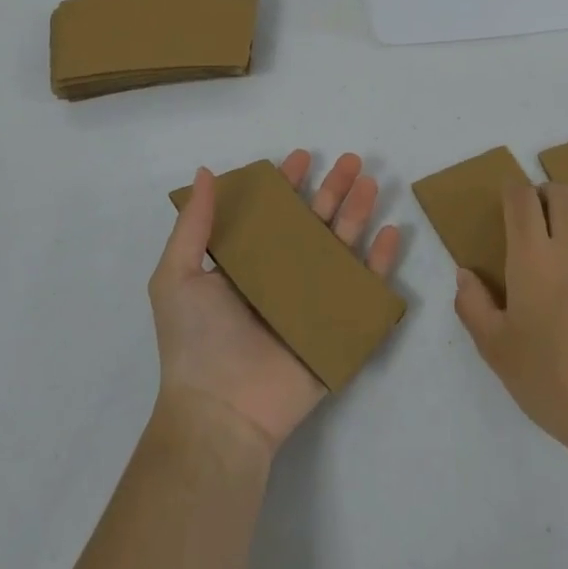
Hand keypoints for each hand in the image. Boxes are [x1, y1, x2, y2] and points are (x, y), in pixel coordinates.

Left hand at [151, 151, 402, 453]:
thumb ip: (194, 224)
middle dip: (333, 190)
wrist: (221, 412)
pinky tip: (390, 233)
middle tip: (351, 161)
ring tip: (370, 184)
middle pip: (315, 223)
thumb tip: (206, 171)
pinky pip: (364, 289)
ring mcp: (313, 301)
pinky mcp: (337, 328)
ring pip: (343, 247)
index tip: (302, 156)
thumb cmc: (196, 341)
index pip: (274, 214)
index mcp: (248, 263)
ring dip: (358, 213)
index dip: (288, 184)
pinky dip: (380, 262)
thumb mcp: (177, 275)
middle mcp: (283, 276)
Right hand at [454, 182, 567, 457]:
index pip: (521, 198)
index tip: (510, 203)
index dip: (513, 191)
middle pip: (563, 192)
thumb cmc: (551, 382)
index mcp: (532, 258)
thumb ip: (473, 306)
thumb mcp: (496, 350)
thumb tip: (464, 273)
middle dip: (548, 194)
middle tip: (543, 216)